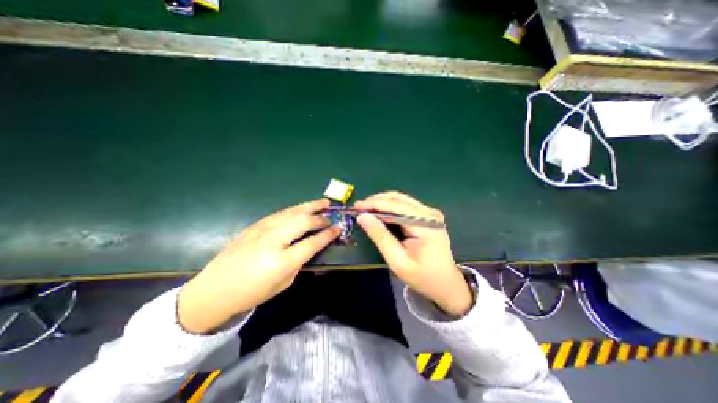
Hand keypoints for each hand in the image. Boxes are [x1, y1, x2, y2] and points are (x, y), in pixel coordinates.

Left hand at [177, 198, 339, 332]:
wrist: (213, 291)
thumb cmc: (252, 293)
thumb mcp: (283, 283)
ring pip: (292, 212)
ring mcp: (262, 229)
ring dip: (310, 206)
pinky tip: (302, 209)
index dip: (328, 234)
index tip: (338, 228)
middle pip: (303, 221)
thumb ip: (300, 262)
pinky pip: (280, 213)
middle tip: (331, 216)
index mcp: (281, 261)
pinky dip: (295, 209)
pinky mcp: (255, 225)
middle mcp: (273, 240)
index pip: (312, 242)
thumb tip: (312, 246)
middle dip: (320, 218)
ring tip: (323, 202)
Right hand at [354, 192, 475, 318]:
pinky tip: (380, 213)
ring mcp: (430, 214)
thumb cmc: (422, 276)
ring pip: (402, 200)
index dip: (374, 204)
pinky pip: (406, 207)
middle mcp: (430, 214)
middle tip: (359, 207)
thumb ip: (380, 236)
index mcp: (426, 224)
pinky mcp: (428, 217)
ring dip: (383, 203)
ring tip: (366, 208)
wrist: (445, 284)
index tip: (357, 206)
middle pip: (399, 199)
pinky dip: (390, 208)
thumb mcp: (397, 260)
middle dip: (377, 201)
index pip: (396, 206)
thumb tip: (362, 216)